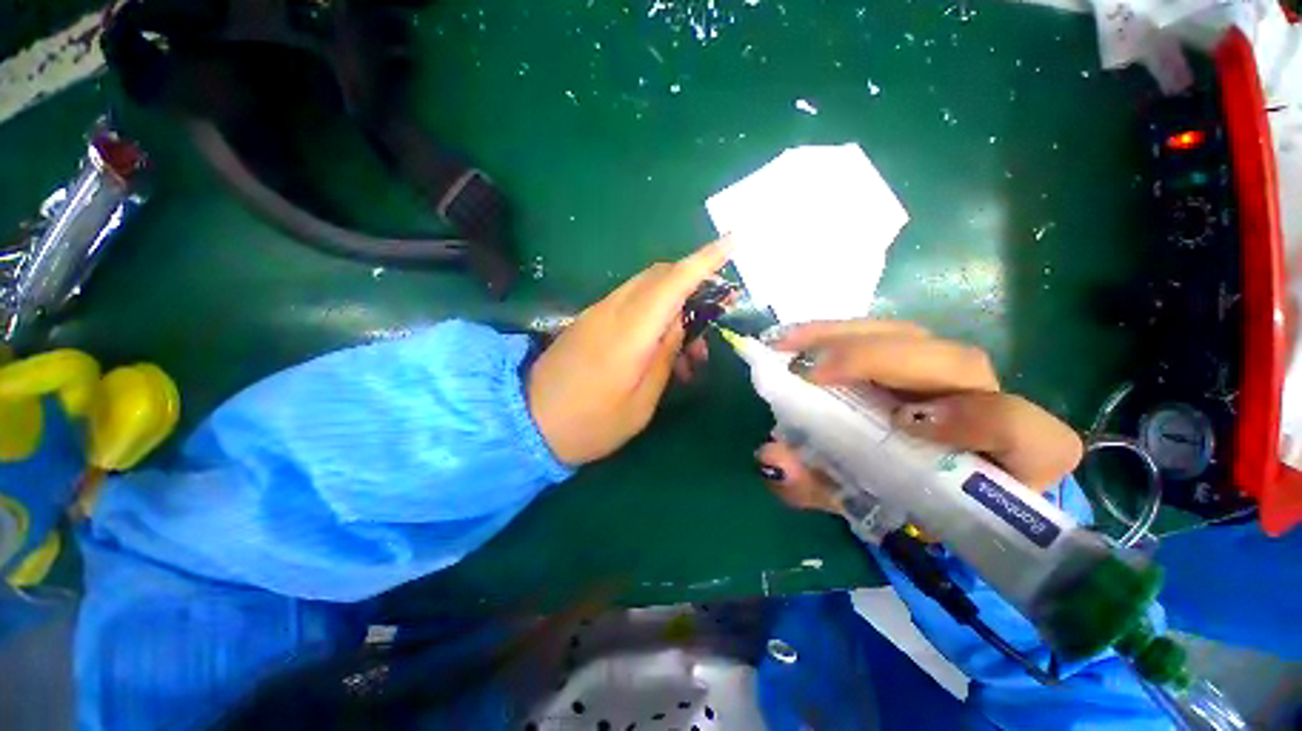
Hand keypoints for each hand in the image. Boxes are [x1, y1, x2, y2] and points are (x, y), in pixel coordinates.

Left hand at [528, 240, 731, 464]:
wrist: (527, 422)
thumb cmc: (590, 424)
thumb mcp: (640, 404)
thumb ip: (664, 357)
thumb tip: (678, 323)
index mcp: (628, 333)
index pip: (672, 283)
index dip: (704, 261)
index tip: (732, 242)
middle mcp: (611, 311)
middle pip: (659, 276)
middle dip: (692, 287)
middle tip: (706, 330)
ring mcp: (596, 312)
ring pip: (646, 288)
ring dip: (672, 306)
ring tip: (685, 354)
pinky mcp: (589, 320)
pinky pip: (630, 302)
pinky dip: (653, 315)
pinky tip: (658, 350)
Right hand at [753, 320, 1082, 512]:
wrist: (903, 472)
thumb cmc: (897, 494)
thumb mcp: (858, 501)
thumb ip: (820, 488)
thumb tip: (772, 460)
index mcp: (997, 456)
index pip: (1022, 431)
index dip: (976, 419)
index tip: (901, 424)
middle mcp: (980, 399)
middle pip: (954, 361)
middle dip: (878, 360)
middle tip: (808, 372)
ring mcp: (940, 368)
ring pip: (910, 336)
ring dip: (843, 338)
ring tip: (787, 348)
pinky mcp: (906, 352)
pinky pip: (876, 332)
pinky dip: (830, 333)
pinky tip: (793, 341)